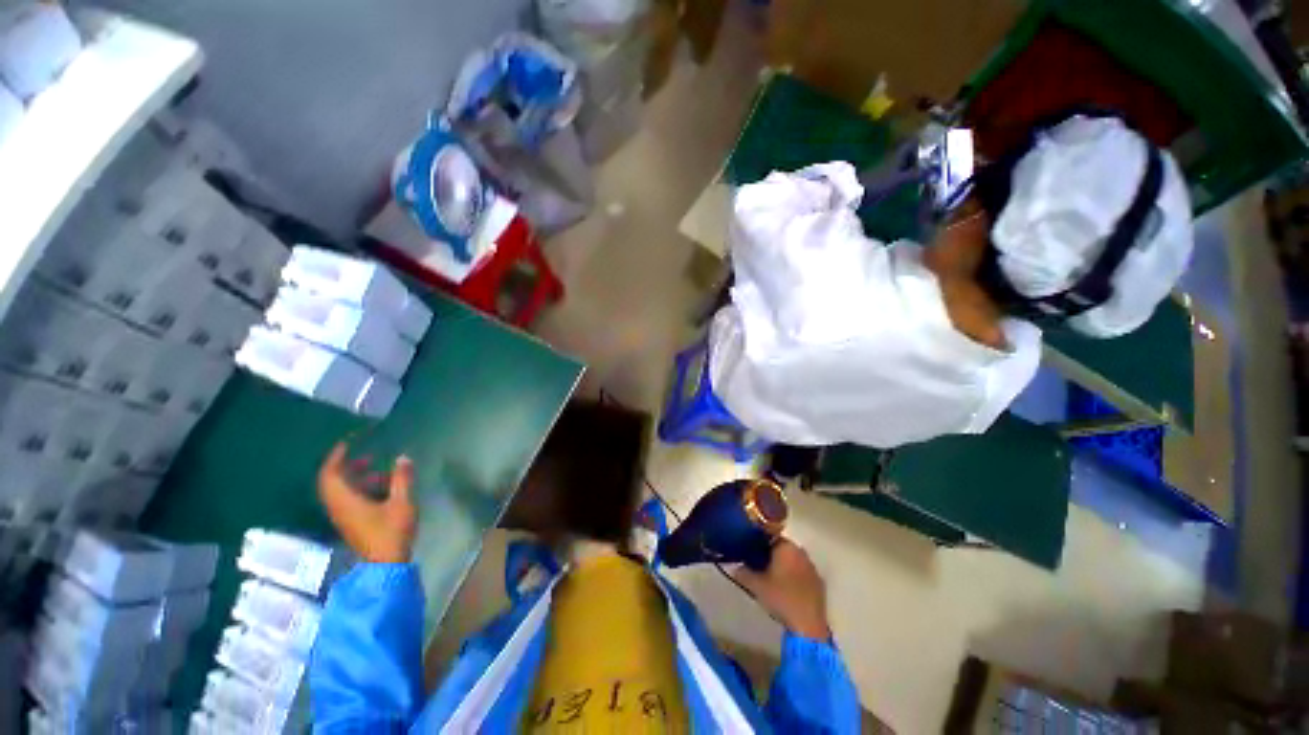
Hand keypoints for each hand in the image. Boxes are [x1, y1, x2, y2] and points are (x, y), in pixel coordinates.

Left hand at [317, 442, 416, 563]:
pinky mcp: (352, 523)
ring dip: (357, 478)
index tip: (348, 443)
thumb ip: (402, 479)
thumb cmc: (391, 531)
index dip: (336, 457)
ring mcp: (344, 517)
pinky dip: (361, 489)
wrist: (386, 564)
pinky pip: (349, 500)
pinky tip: (384, 488)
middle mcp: (339, 507)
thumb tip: (403, 457)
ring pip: (342, 492)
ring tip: (381, 472)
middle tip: (368, 456)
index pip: (330, 474)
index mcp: (345, 501)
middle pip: (333, 482)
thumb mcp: (402, 502)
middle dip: (348, 467)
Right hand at [731, 538, 830, 640]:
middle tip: (757, 565)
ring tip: (770, 578)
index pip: (769, 536)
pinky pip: (802, 572)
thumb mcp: (756, 585)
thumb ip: (742, 572)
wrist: (808, 625)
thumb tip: (734, 566)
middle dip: (769, 554)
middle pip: (781, 547)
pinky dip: (793, 576)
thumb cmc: (781, 598)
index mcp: (786, 547)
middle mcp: (800, 552)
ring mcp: (812, 567)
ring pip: (792, 560)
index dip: (757, 543)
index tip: (749, 552)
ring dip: (782, 565)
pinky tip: (786, 589)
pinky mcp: (819, 583)